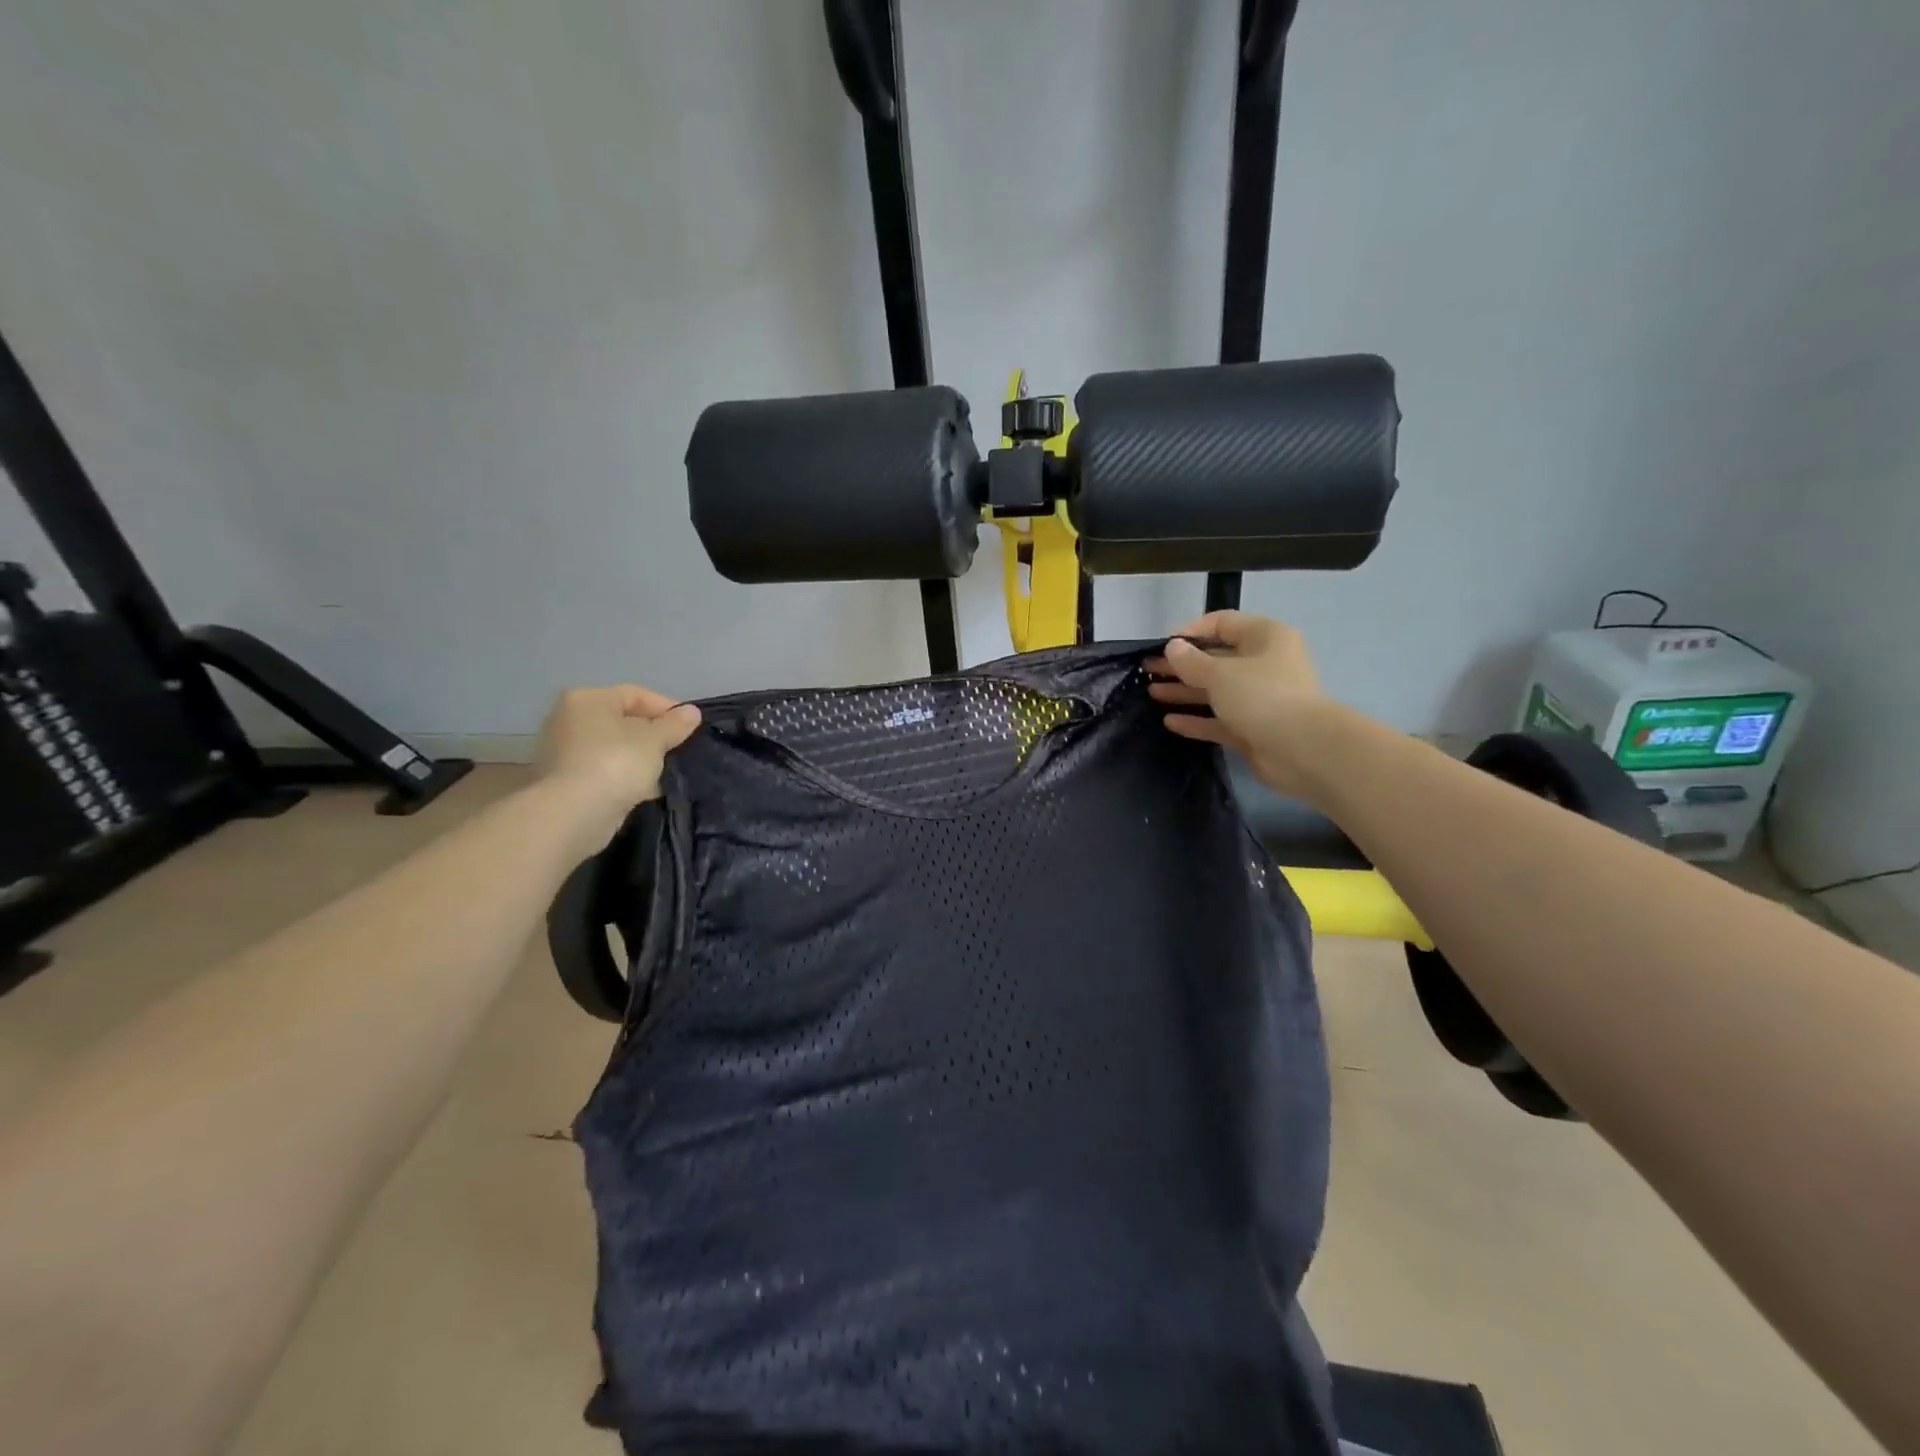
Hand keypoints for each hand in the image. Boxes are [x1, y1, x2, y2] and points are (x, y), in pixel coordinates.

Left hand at [534, 685, 701, 835]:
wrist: (573, 815)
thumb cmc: (615, 764)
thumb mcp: (655, 740)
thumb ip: (675, 724)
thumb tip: (692, 712)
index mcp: (587, 699)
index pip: (636, 695)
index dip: (668, 709)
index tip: (691, 728)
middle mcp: (569, 719)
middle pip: (623, 722)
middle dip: (654, 736)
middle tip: (679, 751)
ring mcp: (563, 752)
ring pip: (615, 749)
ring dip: (641, 759)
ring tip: (666, 773)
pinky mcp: (565, 782)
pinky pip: (605, 772)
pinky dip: (625, 778)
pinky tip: (646, 791)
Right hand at [1146, 612, 1343, 801]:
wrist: (1303, 750)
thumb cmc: (1262, 696)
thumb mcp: (1220, 673)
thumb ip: (1191, 661)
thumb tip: (1173, 648)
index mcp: (1265, 638)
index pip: (1223, 624)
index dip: (1191, 631)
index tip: (1163, 646)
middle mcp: (1264, 664)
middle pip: (1216, 658)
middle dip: (1182, 665)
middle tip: (1148, 670)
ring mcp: (1259, 699)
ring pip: (1216, 690)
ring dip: (1185, 691)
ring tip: (1152, 693)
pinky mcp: (1253, 728)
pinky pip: (1220, 719)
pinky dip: (1197, 719)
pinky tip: (1170, 721)